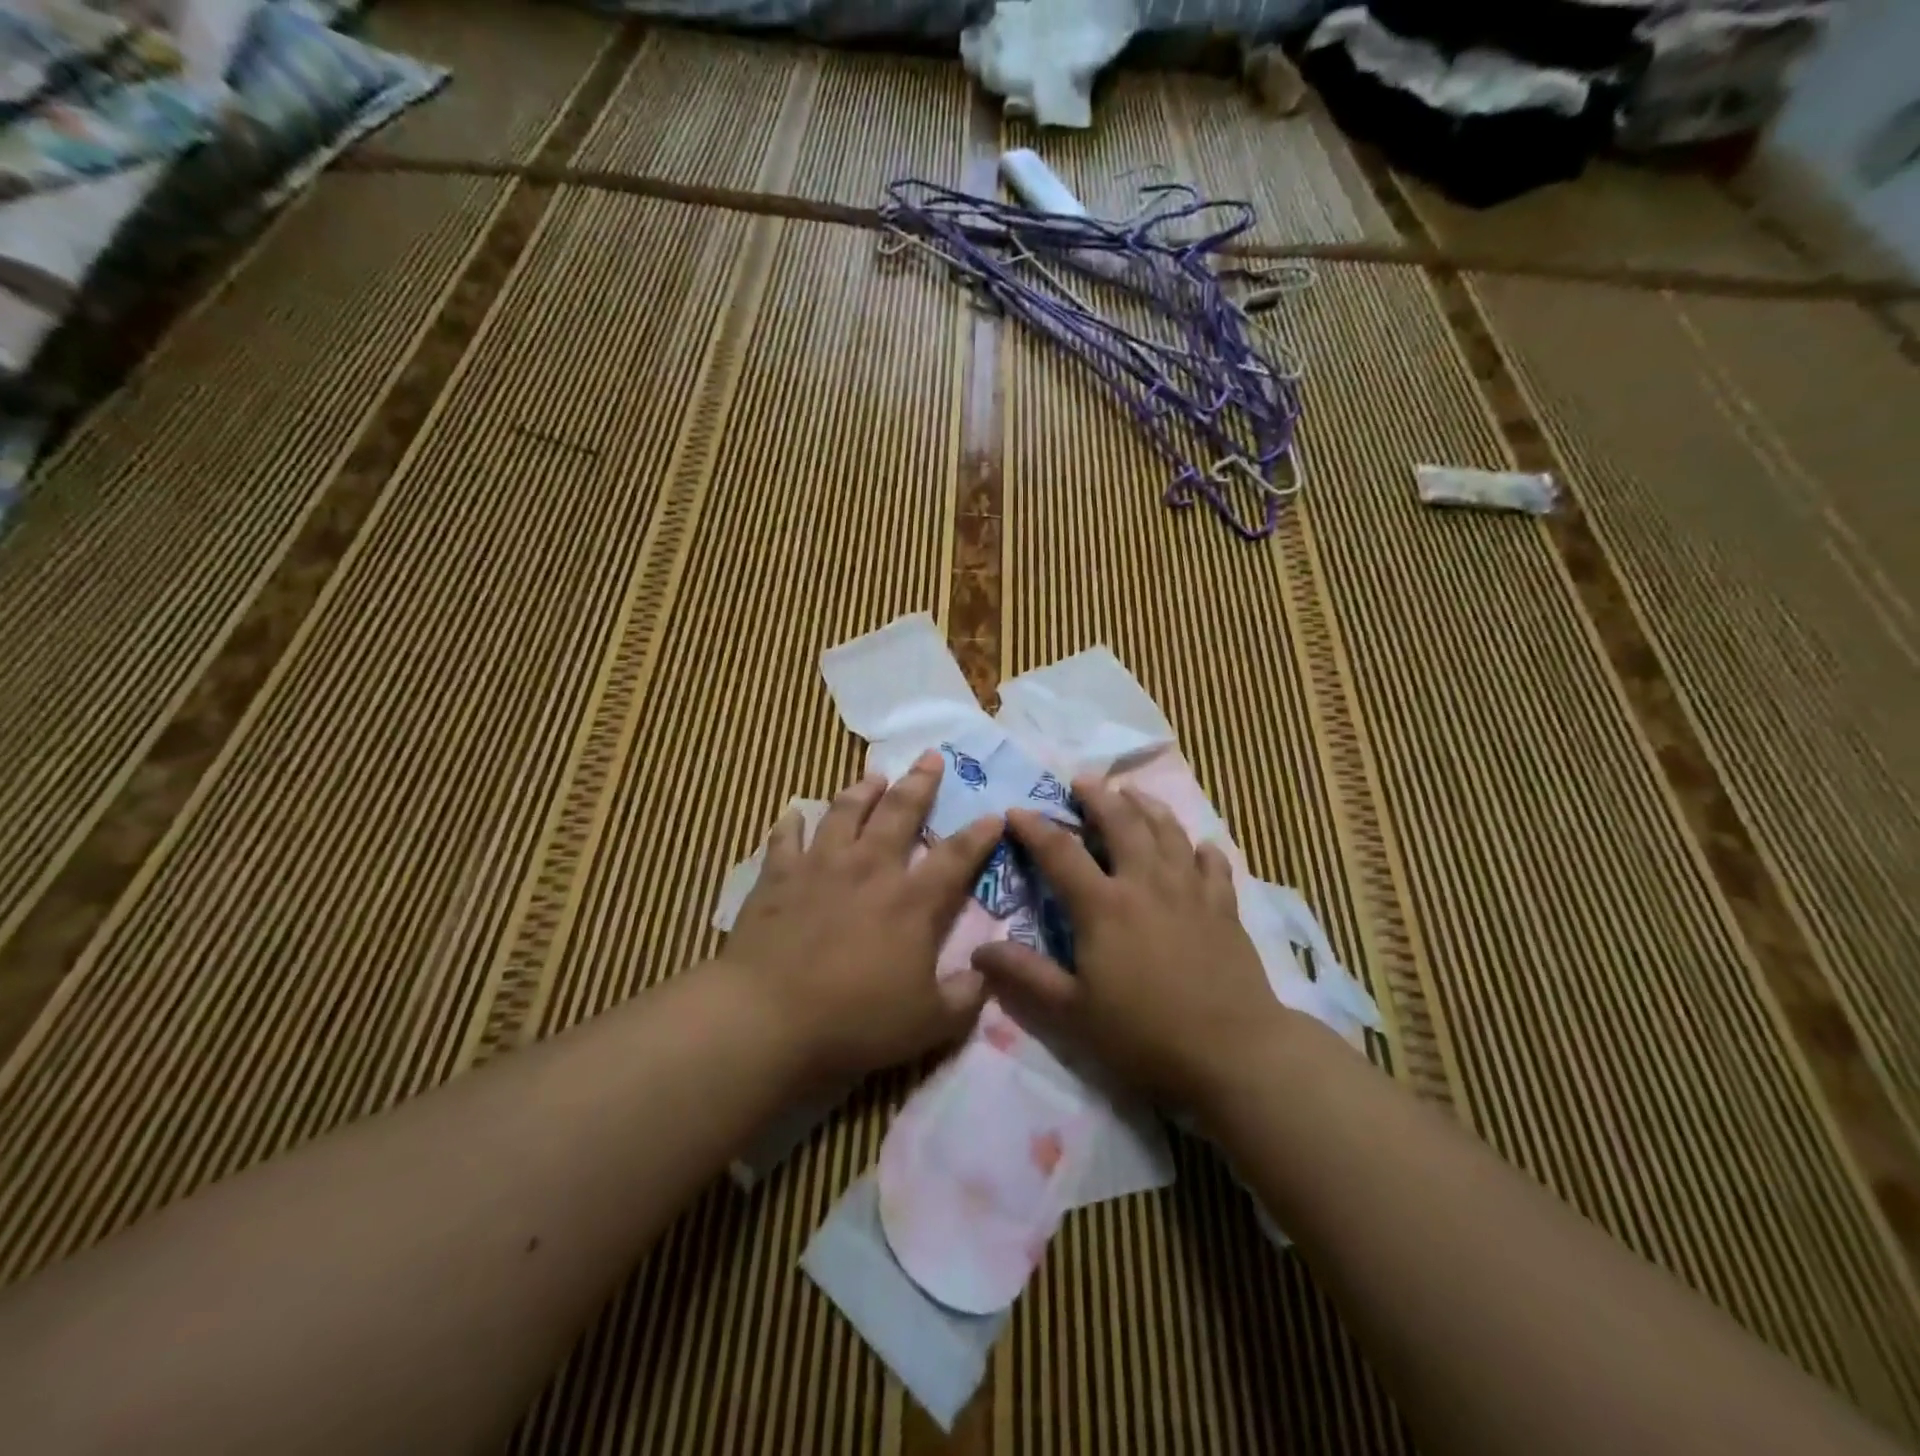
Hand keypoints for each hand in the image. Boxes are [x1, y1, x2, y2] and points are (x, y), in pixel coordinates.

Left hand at [723, 750, 1002, 1081]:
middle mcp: (870, 868)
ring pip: (845, 812)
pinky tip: (795, 811)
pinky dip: (792, 822)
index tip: (995, 814)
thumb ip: (965, 997)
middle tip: (930, 757)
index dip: (980, 834)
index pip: (957, 856)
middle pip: (900, 812)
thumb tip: (986, 975)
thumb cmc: (856, 1021)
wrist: (769, 1018)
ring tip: (873, 776)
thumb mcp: (929, 1024)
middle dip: (920, 782)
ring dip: (862, 791)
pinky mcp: (778, 877)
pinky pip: (786, 838)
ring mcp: (821, 866)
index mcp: (912, 901)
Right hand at [972, 778, 1287, 1108]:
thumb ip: (1025, 976)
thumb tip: (978, 952)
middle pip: (1121, 823)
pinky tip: (1198, 845)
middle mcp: (1146, 883)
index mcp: (1104, 906)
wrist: (1233, 1053)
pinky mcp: (1224, 907)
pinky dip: (1201, 848)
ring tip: (1132, 792)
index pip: (1060, 853)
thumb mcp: (1072, 1013)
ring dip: (1147, 806)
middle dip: (1098, 797)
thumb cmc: (1144, 1035)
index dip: (1035, 828)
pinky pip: (1213, 864)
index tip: (1015, 811)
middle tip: (1082, 780)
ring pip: (1168, 831)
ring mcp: (1190, 890)